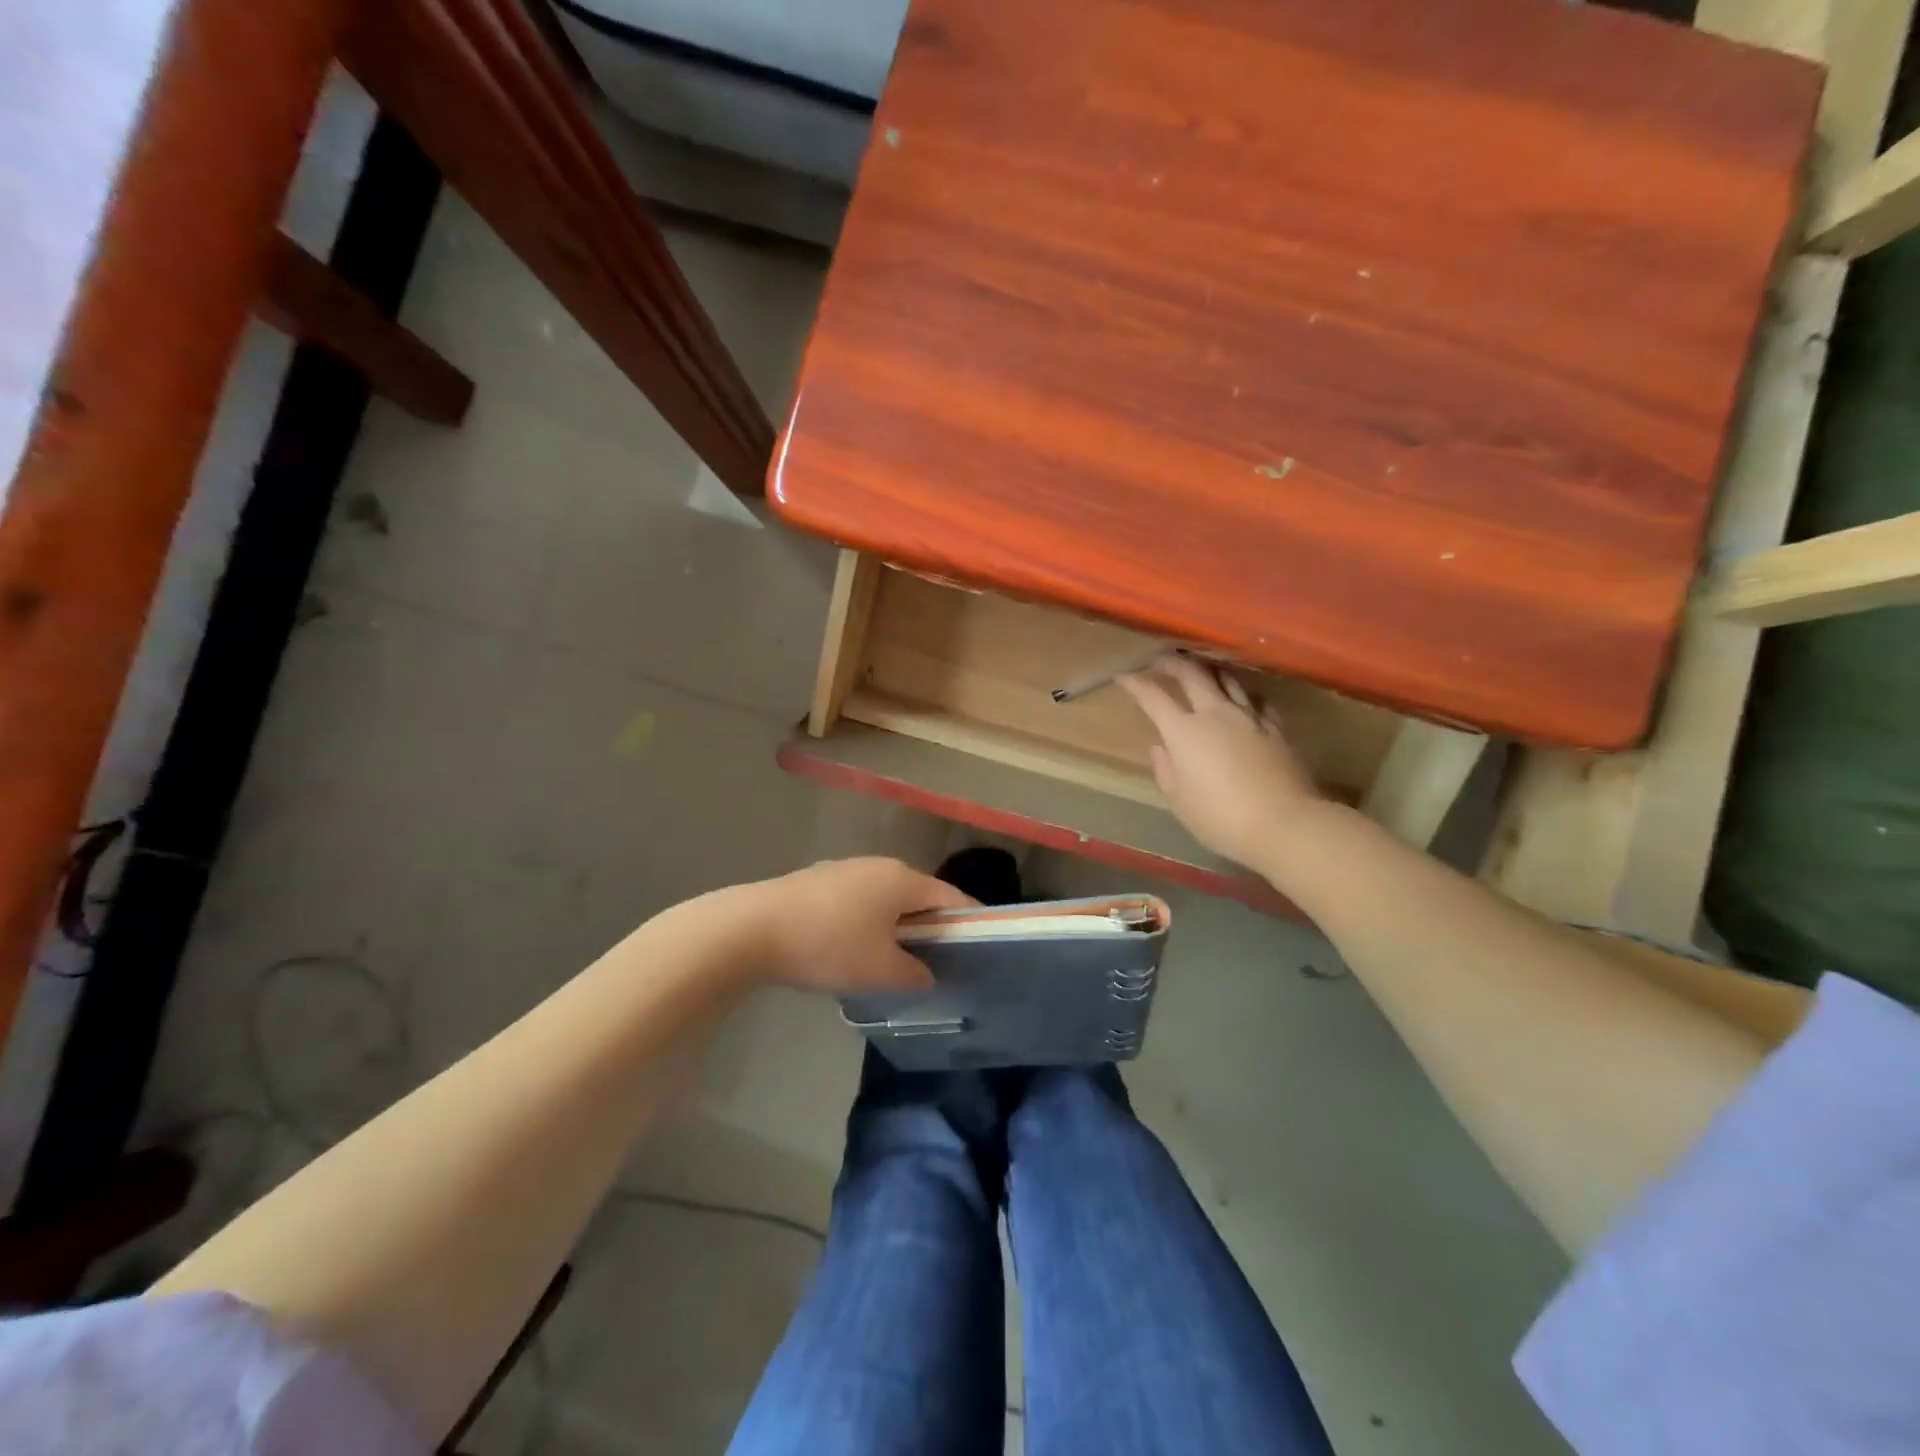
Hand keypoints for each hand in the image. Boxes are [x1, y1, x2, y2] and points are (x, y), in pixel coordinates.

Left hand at [745, 858, 975, 993]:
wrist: (753, 929)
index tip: (981, 946)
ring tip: (898, 961)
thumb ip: (914, 974)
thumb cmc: (829, 945)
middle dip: (931, 927)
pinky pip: (859, 902)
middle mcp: (879, 866)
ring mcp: (845, 870)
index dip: (968, 921)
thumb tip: (926, 974)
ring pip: (886, 899)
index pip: (950, 897)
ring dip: (897, 926)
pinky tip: (856, 950)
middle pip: (918, 896)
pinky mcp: (818, 882)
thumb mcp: (880, 971)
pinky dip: (869, 924)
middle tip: (940, 961)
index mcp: (902, 879)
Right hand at [1118, 655, 1322, 868]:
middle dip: (1171, 662)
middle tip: (1160, 660)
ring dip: (1208, 669)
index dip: (1135, 682)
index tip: (1123, 676)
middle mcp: (1215, 714)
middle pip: (1191, 673)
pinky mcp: (1275, 727)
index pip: (1153, 696)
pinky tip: (1240, 698)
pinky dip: (1240, 692)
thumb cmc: (1221, 818)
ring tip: (1200, 669)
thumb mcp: (1180, 802)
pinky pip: (1254, 699)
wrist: (1284, 824)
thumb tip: (1160, 748)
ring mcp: (1248, 717)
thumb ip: (1166, 770)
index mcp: (1183, 732)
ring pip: (1226, 678)